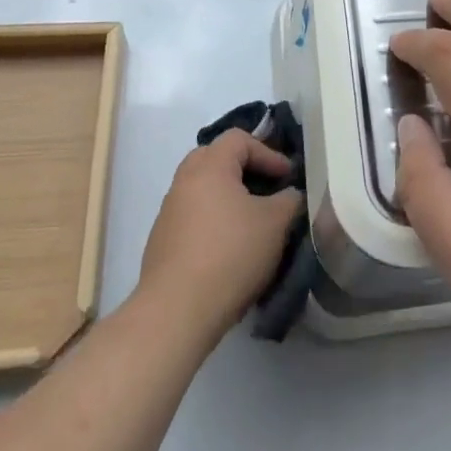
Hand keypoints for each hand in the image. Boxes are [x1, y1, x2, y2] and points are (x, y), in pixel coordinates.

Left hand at [138, 132, 303, 347]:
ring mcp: (168, 212)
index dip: (268, 152)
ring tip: (251, 220)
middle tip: (266, 187)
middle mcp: (183, 181)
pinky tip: (229, 247)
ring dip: (227, 196)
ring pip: (202, 188)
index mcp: (209, 166)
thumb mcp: (275, 224)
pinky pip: (192, 216)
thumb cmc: (231, 254)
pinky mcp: (161, 241)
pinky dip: (213, 219)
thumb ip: (289, 200)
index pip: (239, 138)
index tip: (288, 178)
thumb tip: (289, 195)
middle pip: (215, 157)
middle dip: (244, 168)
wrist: (176, 312)